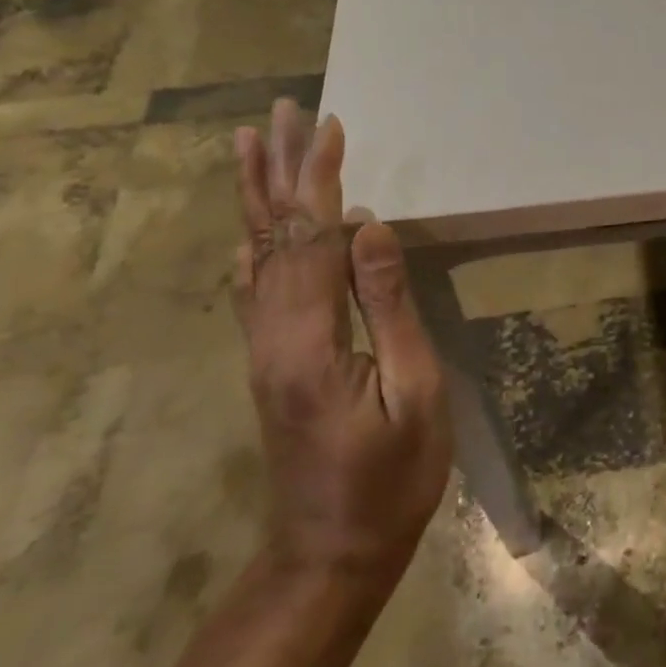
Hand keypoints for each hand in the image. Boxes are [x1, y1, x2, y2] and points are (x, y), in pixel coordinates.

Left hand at [233, 100, 451, 581]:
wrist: (331, 554)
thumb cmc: (391, 479)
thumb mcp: (414, 393)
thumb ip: (389, 307)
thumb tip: (370, 227)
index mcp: (310, 341)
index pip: (312, 239)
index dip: (318, 179)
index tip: (328, 126)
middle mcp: (272, 335)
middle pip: (273, 235)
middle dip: (278, 169)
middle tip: (281, 112)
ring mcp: (264, 349)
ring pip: (257, 256)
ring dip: (258, 196)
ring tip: (251, 145)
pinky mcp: (270, 362)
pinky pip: (256, 288)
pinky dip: (255, 244)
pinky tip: (250, 228)